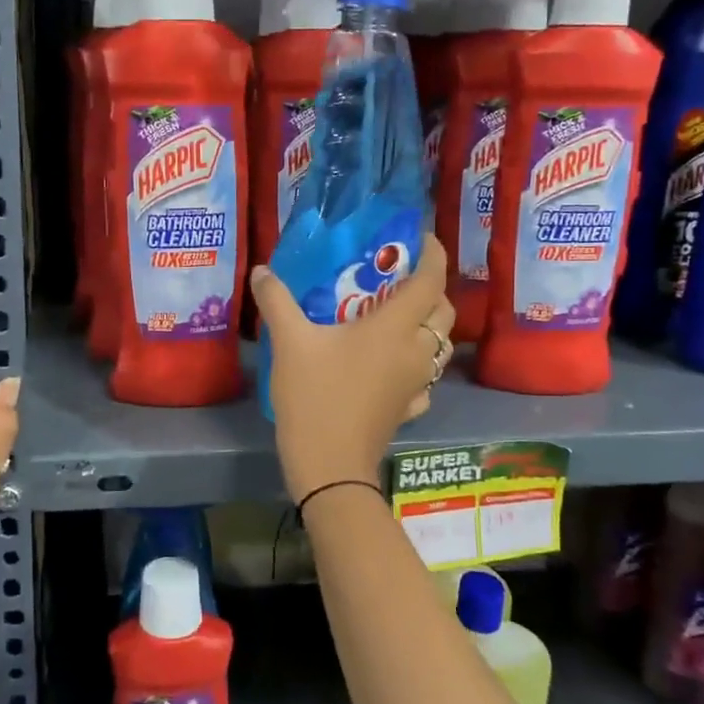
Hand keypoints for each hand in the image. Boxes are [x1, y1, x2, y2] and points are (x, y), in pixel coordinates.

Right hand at [250, 234, 455, 502]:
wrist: (330, 466)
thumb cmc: (315, 397)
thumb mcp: (290, 344)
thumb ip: (277, 301)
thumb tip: (261, 270)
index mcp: (395, 328)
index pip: (430, 280)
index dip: (433, 254)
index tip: (422, 238)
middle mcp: (415, 352)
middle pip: (443, 311)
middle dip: (430, 289)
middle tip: (400, 279)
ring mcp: (417, 383)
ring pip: (439, 344)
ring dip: (427, 325)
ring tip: (396, 316)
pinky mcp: (409, 407)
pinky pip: (425, 376)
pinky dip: (417, 362)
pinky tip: (392, 364)